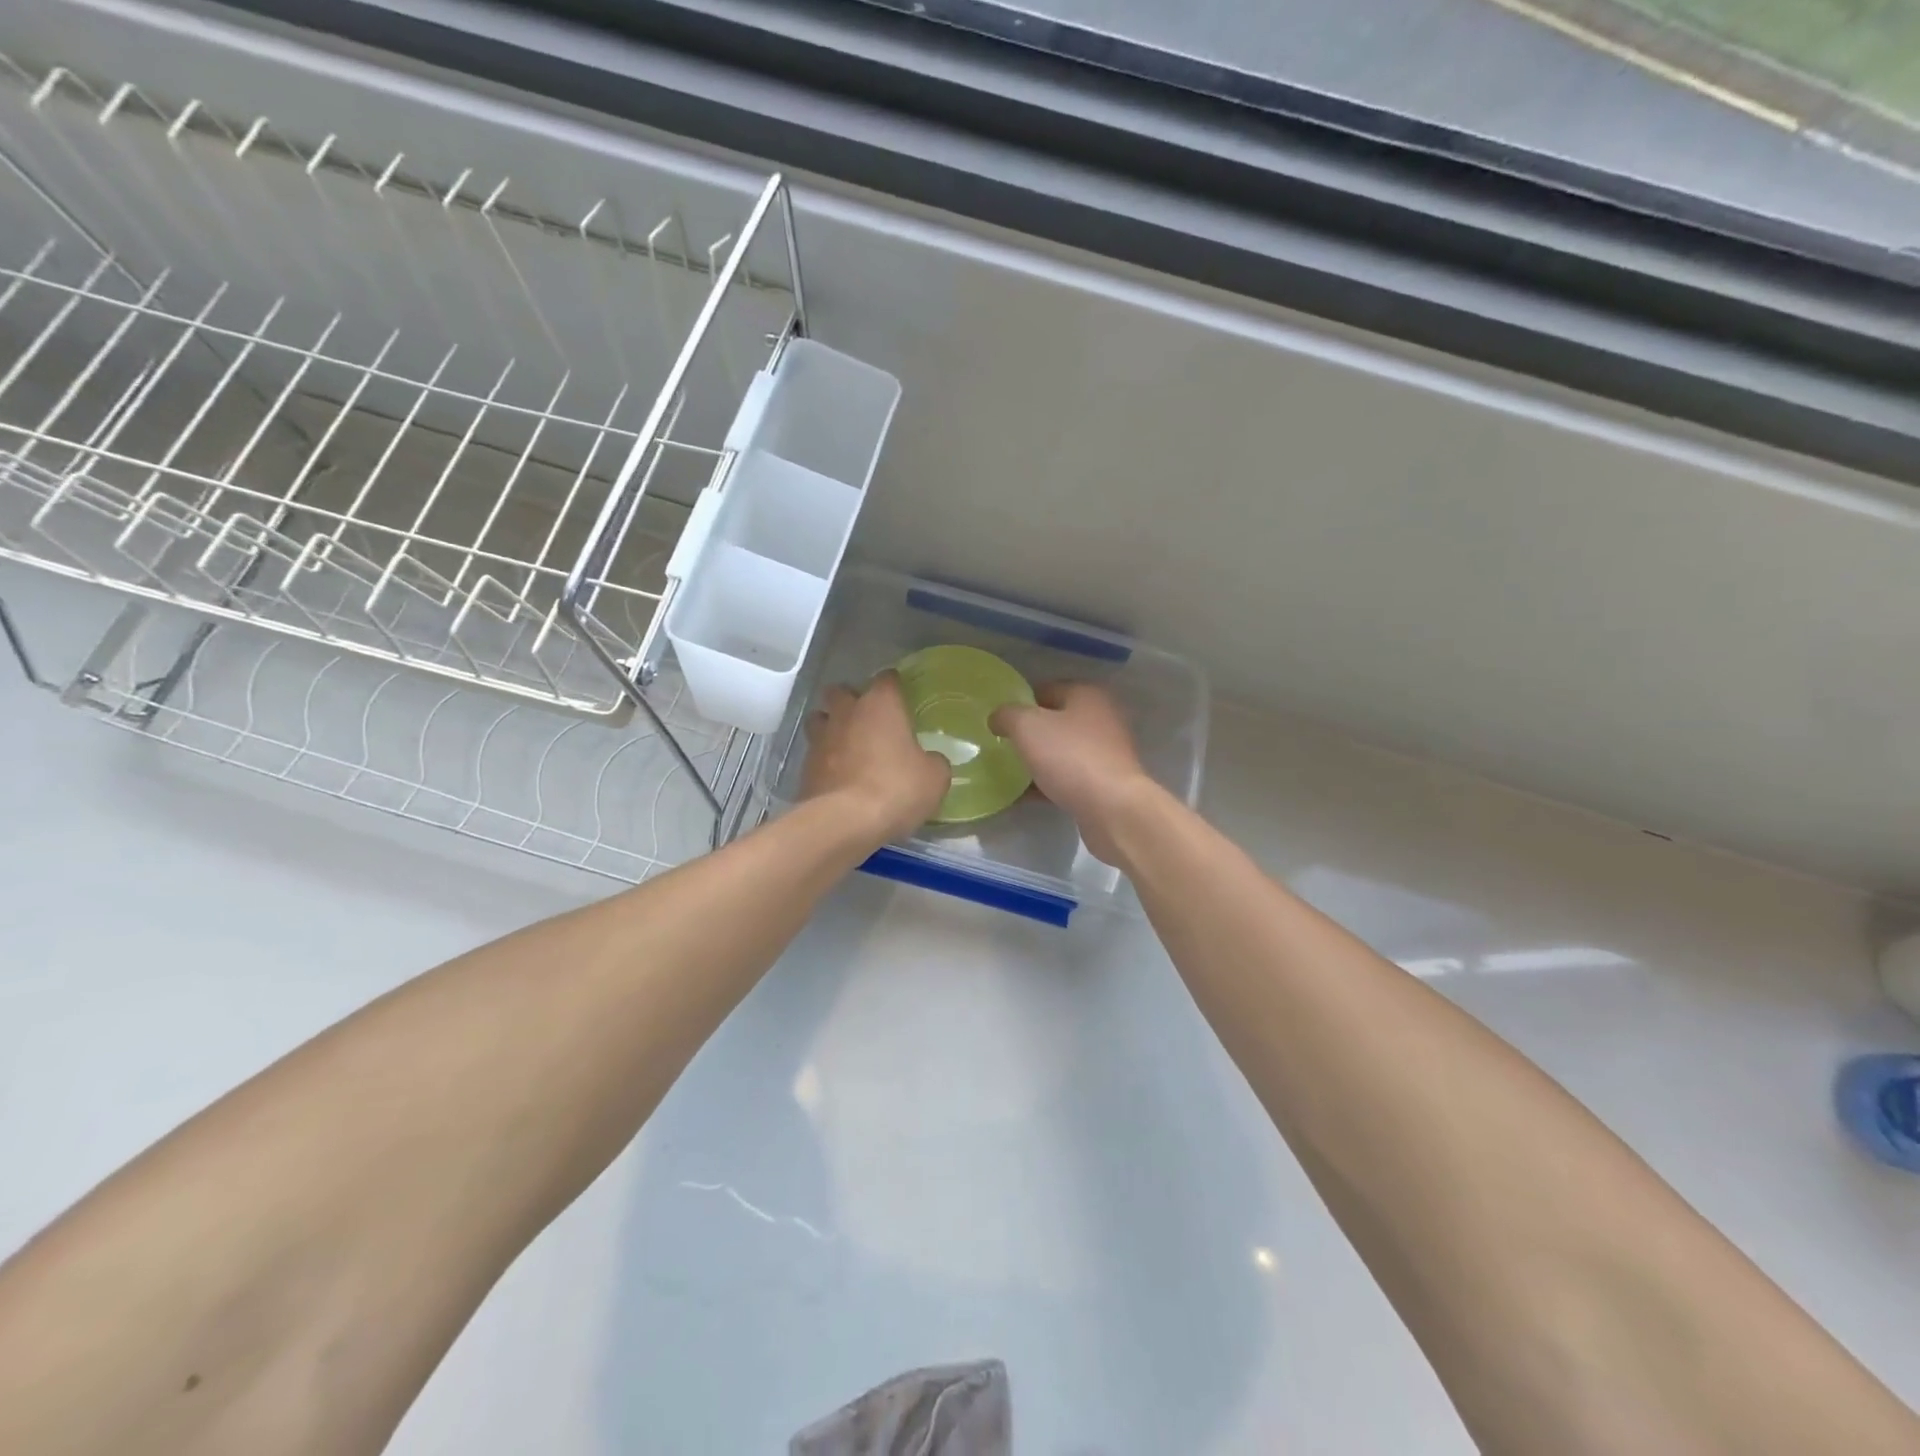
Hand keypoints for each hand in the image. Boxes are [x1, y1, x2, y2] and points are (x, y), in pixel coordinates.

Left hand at [801, 670, 951, 842]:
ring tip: (846, 744)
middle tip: (868, 719)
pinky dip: (824, 759)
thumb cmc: (896, 789)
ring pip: (820, 718)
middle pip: (841, 691)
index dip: (894, 685)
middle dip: (851, 700)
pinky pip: (814, 753)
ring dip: (831, 725)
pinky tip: (837, 775)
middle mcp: (847, 713)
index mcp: (880, 705)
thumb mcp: (934, 778)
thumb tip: (930, 761)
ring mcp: (821, 738)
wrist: (844, 822)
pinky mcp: (804, 767)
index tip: (901, 697)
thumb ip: (933, 762)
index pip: (886, 679)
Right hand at [991, 682, 1159, 864]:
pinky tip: (1025, 796)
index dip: (1020, 704)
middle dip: (1029, 734)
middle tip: (1002, 747)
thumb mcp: (1027, 727)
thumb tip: (997, 717)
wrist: (1113, 808)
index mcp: (1086, 695)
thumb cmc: (1070, 757)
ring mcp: (1106, 752)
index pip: (1045, 689)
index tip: (999, 722)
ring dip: (1038, 761)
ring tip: (1010, 773)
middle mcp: (1101, 718)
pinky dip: (1048, 784)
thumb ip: (1007, 715)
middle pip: (1055, 721)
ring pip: (1062, 751)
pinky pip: (1069, 777)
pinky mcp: (1105, 782)